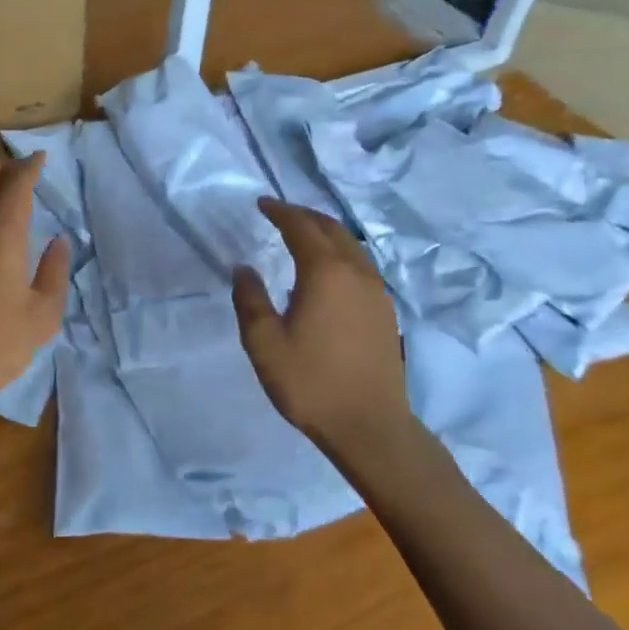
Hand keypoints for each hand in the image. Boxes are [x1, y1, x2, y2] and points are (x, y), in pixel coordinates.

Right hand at [231, 197, 412, 452]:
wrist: (369, 425)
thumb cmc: (311, 382)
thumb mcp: (264, 343)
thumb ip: (250, 299)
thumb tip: (244, 268)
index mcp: (325, 272)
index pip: (301, 227)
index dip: (280, 211)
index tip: (262, 204)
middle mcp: (356, 272)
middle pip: (330, 229)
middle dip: (304, 216)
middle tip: (280, 214)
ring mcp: (376, 291)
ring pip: (350, 245)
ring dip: (324, 232)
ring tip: (303, 235)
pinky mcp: (385, 310)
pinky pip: (360, 264)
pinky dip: (340, 253)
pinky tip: (327, 271)